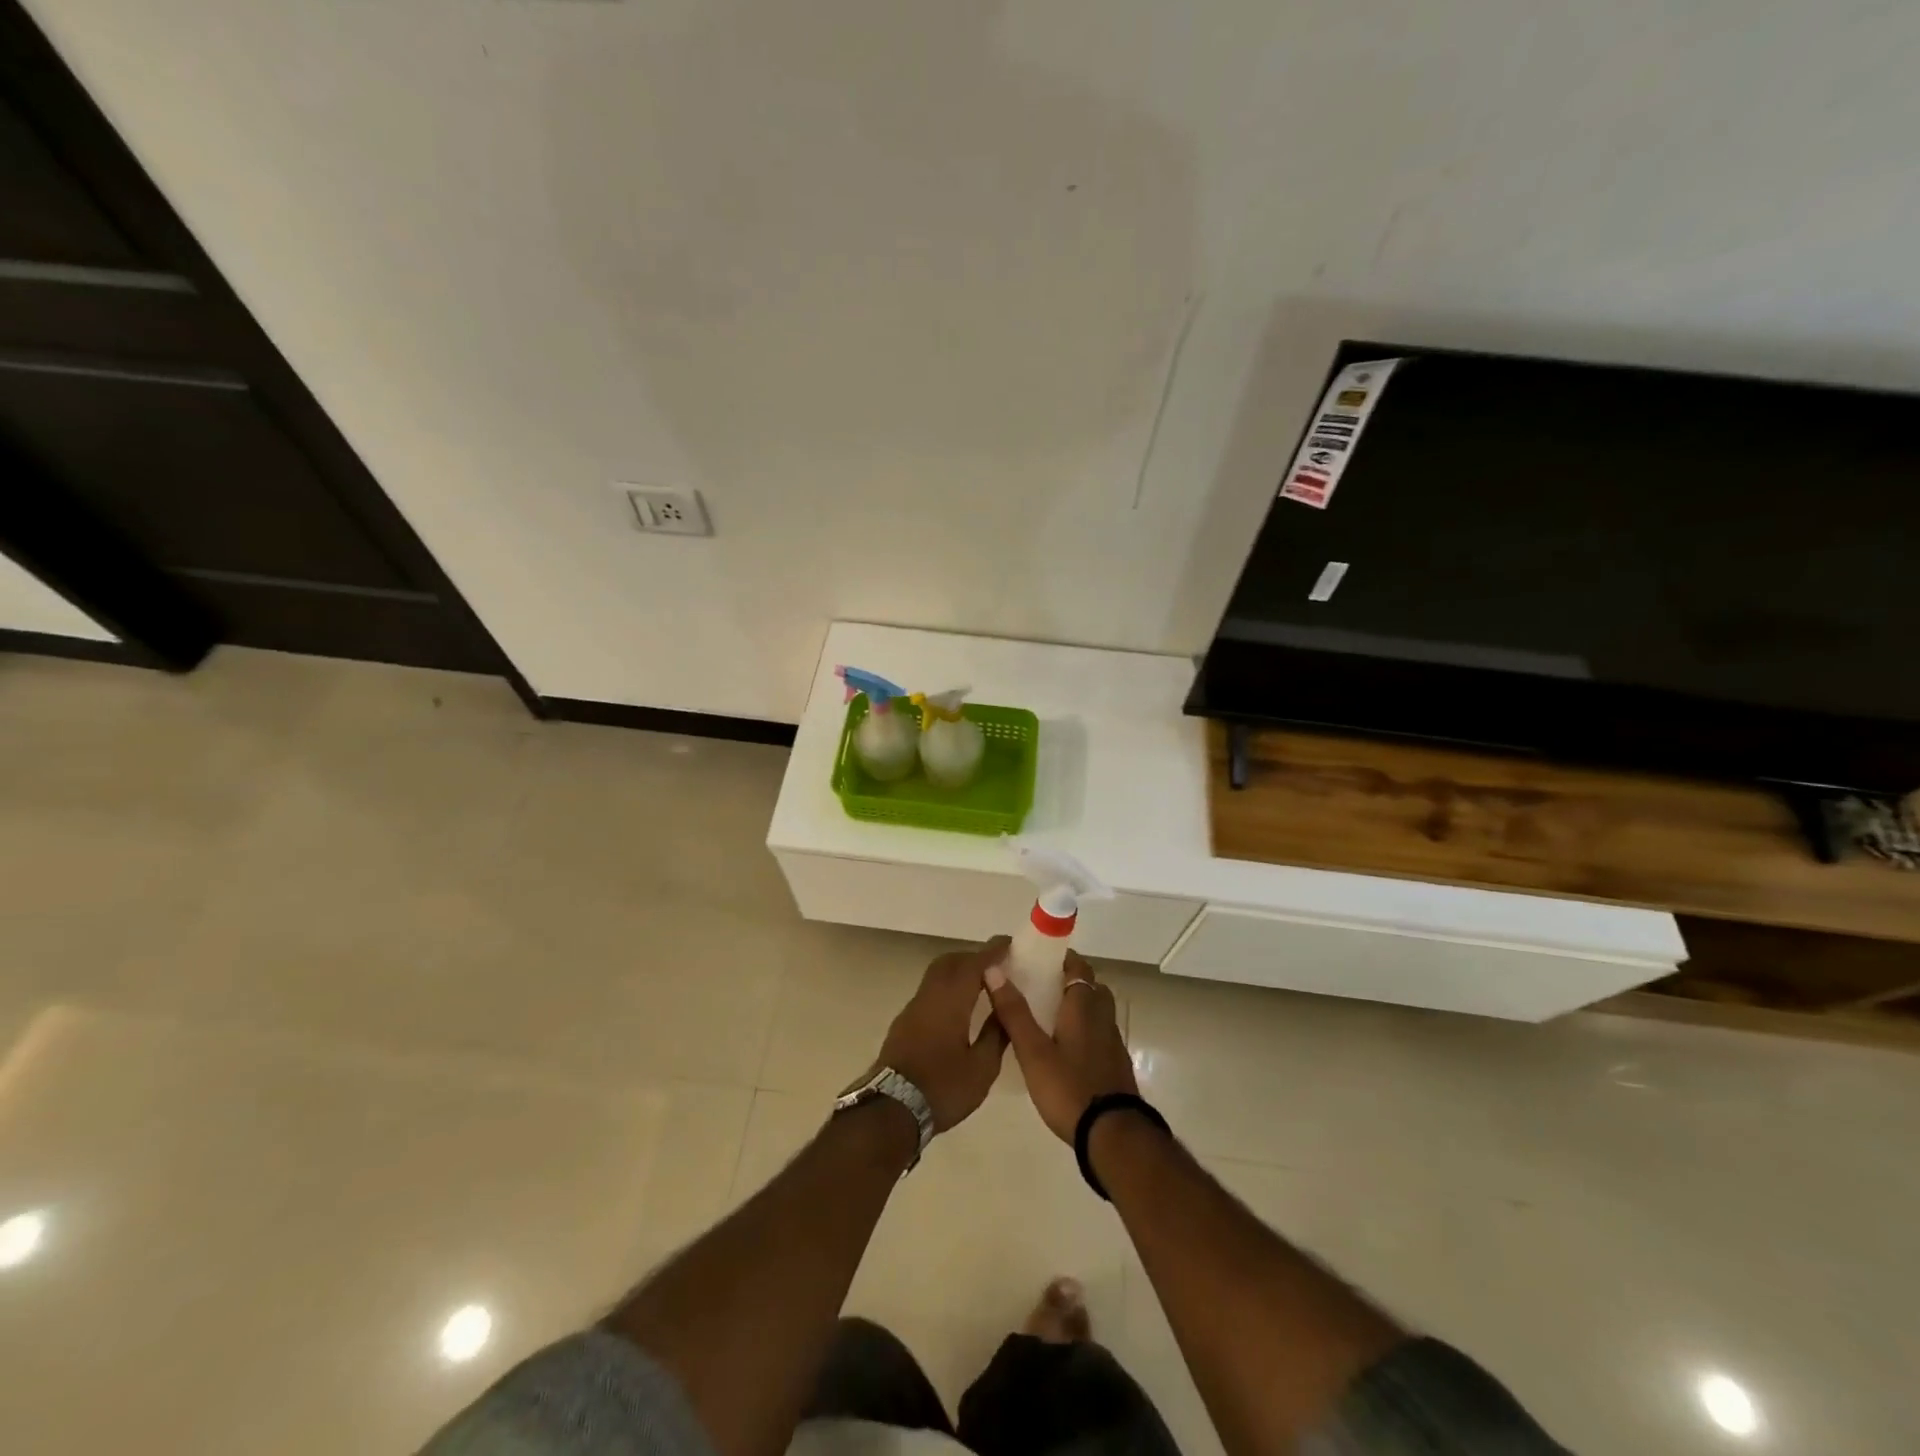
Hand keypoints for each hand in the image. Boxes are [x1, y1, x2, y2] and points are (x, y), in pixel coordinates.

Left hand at [875, 939, 1010, 1132]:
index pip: (974, 964)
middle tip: (996, 965)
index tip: (1009, 944)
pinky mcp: (904, 1023)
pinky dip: (947, 988)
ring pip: (936, 975)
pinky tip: (957, 1008)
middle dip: (973, 958)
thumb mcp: (981, 1069)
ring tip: (980, 985)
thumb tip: (1007, 1010)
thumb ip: (996, 1035)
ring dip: (958, 972)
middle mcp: (929, 996)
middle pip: (950, 962)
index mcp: (951, 1000)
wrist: (891, 1109)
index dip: (993, 952)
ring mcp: (913, 1008)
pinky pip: (929, 991)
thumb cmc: (943, 1088)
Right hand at [984, 951, 1136, 1142]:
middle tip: (1042, 988)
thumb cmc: (1068, 1087)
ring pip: (1098, 1012)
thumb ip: (1014, 1012)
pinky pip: (1101, 1035)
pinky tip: (1068, 1051)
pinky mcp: (1117, 1066)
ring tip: (1051, 1019)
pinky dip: (1086, 1032)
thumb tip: (994, 970)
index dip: (1062, 959)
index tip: (1040, 960)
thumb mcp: (1032, 1051)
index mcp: (1083, 1006)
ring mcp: (1113, 1043)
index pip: (1079, 968)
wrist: (1113, 1135)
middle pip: (1092, 987)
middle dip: (1070, 982)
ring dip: (1080, 1007)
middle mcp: (1102, 1017)